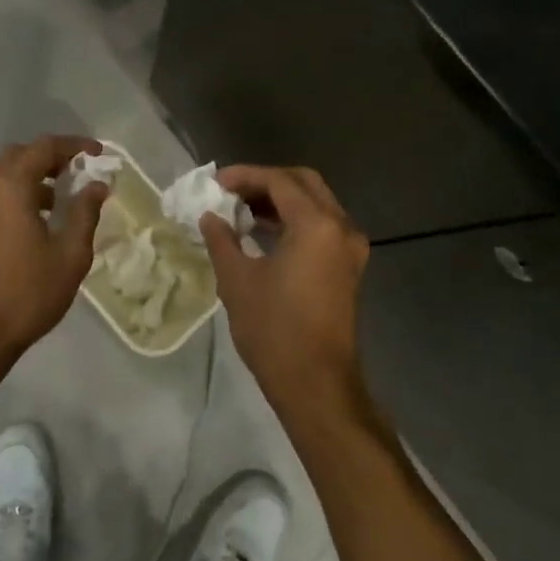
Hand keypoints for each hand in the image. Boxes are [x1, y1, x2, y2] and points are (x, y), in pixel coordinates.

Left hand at [0, 136, 107, 373]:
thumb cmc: (24, 294)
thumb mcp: (69, 256)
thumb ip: (85, 213)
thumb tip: (97, 186)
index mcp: (9, 185)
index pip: (45, 147)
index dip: (75, 146)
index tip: (99, 154)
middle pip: (19, 155)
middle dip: (51, 158)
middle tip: (78, 173)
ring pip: (2, 175)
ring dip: (31, 177)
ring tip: (59, 201)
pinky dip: (15, 194)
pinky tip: (33, 223)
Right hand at [200, 166, 369, 420]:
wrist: (317, 385)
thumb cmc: (274, 330)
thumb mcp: (237, 281)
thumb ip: (222, 239)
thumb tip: (210, 216)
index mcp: (316, 225)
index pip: (279, 181)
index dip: (244, 176)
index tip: (214, 183)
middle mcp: (340, 227)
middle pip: (303, 183)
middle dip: (265, 182)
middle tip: (230, 192)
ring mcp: (349, 248)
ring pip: (315, 204)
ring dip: (280, 201)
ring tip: (240, 211)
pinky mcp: (347, 267)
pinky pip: (322, 226)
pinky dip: (294, 221)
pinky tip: (262, 234)